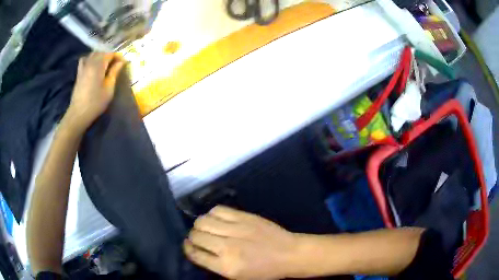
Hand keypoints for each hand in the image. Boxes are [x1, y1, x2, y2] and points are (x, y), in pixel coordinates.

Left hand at [65, 52, 125, 131]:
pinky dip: (90, 59)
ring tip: (105, 64)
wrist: (79, 113)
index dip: (118, 56)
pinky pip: (84, 60)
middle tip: (116, 64)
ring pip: (93, 54)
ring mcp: (83, 67)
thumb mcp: (109, 88)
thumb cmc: (95, 102)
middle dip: (110, 55)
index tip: (124, 62)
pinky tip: (92, 64)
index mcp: (98, 65)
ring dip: (101, 56)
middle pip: (101, 52)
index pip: (110, 54)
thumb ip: (114, 72)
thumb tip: (121, 62)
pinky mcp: (79, 73)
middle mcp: (90, 62)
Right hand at [184, 206, 297, 279]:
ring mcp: (236, 229)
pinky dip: (212, 214)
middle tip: (198, 238)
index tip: (188, 245)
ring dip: (199, 225)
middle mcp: (227, 247)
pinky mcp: (244, 216)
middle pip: (196, 235)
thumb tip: (199, 250)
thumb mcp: (238, 277)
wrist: (288, 254)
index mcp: (226, 266)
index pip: (195, 254)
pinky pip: (218, 210)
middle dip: (192, 237)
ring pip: (203, 221)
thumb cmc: (264, 270)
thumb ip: (215, 265)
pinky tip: (216, 219)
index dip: (188, 248)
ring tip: (205, 228)